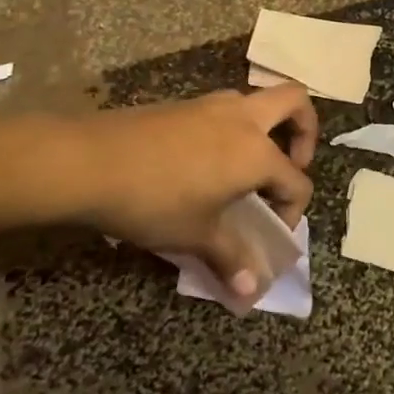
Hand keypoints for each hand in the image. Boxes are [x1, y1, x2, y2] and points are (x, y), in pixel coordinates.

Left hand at [64, 84, 317, 295]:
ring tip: (245, 167)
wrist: (88, 161)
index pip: (297, 180)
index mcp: (256, 152)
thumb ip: (230, 259)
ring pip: (256, 101)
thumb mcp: (196, 234)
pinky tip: (206, 163)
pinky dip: (232, 130)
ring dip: (264, 128)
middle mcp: (243, 119)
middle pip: (295, 102)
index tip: (271, 235)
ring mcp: (211, 105)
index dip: (292, 212)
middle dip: (305, 130)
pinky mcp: (183, 104)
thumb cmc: (154, 201)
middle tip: (289, 163)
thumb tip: (252, 293)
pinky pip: (224, 110)